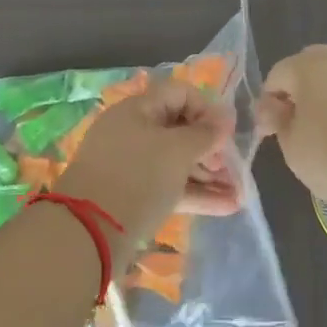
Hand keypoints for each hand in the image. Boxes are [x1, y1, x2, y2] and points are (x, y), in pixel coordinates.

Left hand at [55, 77, 233, 252]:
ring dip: (209, 174)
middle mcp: (133, 133)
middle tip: (230, 166)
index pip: (180, 94)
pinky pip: (170, 187)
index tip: (228, 133)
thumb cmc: (137, 177)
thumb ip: (205, 134)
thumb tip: (222, 122)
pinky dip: (197, 193)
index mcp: (138, 110)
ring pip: (177, 161)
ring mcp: (132, 166)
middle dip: (211, 147)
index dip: (208, 109)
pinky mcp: (134, 197)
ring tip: (237, 191)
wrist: (89, 232)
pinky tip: (227, 206)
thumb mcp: (177, 150)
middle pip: (180, 129)